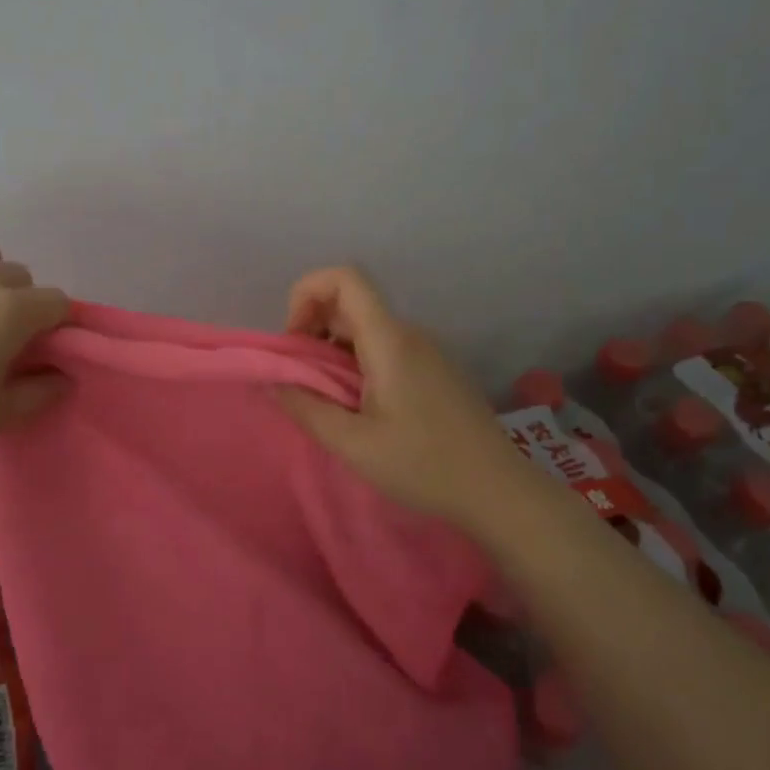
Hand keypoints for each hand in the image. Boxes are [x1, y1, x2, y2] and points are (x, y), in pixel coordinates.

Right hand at [277, 267, 520, 527]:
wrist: (498, 491)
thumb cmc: (424, 466)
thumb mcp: (353, 444)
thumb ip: (306, 408)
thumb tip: (271, 381)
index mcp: (389, 341)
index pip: (344, 278)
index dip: (306, 293)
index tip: (294, 341)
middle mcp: (409, 334)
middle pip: (350, 303)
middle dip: (312, 329)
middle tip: (301, 379)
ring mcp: (426, 351)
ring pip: (365, 329)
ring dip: (332, 352)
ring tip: (326, 400)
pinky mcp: (434, 371)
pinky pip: (384, 349)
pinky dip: (356, 364)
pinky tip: (358, 408)